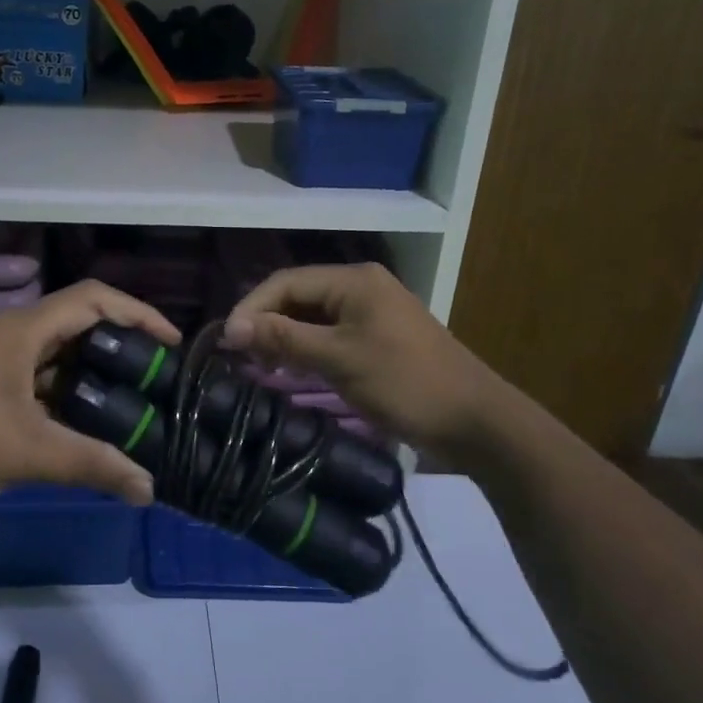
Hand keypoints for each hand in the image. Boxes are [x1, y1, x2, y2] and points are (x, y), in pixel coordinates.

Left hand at [0, 280, 180, 520]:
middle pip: (80, 328)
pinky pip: (40, 388)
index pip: (93, 299)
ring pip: (60, 362)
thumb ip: (89, 465)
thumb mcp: (22, 453)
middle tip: (161, 386)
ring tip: (137, 411)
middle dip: (123, 351)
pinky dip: (69, 403)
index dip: (139, 313)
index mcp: (20, 332)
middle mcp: (10, 338)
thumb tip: (149, 489)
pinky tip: (89, 434)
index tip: (173, 345)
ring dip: (96, 381)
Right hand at [222, 262, 502, 458]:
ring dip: (284, 339)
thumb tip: (231, 327)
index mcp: (354, 281)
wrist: (475, 421)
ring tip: (259, 366)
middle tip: (240, 357)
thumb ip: (284, 338)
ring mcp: (371, 312)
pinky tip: (291, 372)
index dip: (251, 308)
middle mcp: (360, 287)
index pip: (286, 282)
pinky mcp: (377, 338)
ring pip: (312, 318)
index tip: (227, 341)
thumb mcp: (339, 359)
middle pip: (298, 297)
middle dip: (266, 324)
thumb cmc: (405, 383)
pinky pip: (330, 335)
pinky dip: (307, 350)